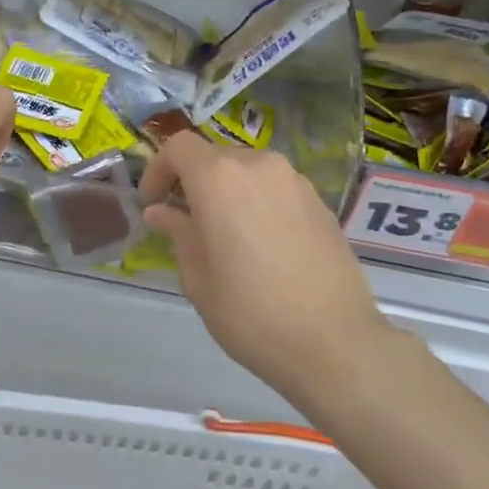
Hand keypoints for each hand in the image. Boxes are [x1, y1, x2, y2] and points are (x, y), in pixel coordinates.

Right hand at [140, 132, 390, 404]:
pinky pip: (276, 188)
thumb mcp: (198, 278)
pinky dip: (258, 202)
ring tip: (225, 235)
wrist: (335, 342)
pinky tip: (262, 245)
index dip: (159, 168)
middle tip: (185, 221)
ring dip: (228, 191)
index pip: (178, 146)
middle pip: (214, 156)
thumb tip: (161, 212)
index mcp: (219, 177)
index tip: (153, 201)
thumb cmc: (251, 312)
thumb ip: (177, 233)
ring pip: (248, 171)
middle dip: (193, 182)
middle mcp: (258, 165)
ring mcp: (294, 180)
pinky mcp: (319, 201)